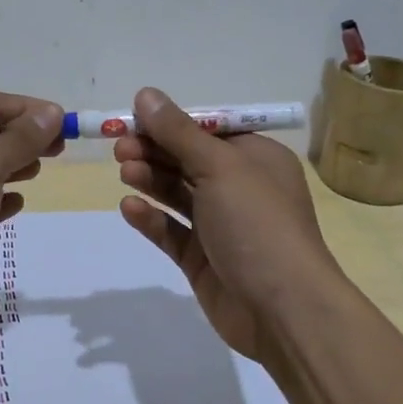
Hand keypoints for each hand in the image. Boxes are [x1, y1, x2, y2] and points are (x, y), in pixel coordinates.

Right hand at [113, 87, 339, 362]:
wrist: (283, 309)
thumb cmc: (257, 223)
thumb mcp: (219, 167)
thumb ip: (178, 132)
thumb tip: (146, 94)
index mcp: (256, 158)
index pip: (207, 130)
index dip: (169, 123)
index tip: (132, 119)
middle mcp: (240, 188)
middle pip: (188, 160)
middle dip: (154, 151)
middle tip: (119, 148)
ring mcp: (221, 225)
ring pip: (177, 194)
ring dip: (151, 180)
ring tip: (124, 172)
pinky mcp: (203, 258)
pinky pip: (172, 231)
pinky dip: (152, 218)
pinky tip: (130, 208)